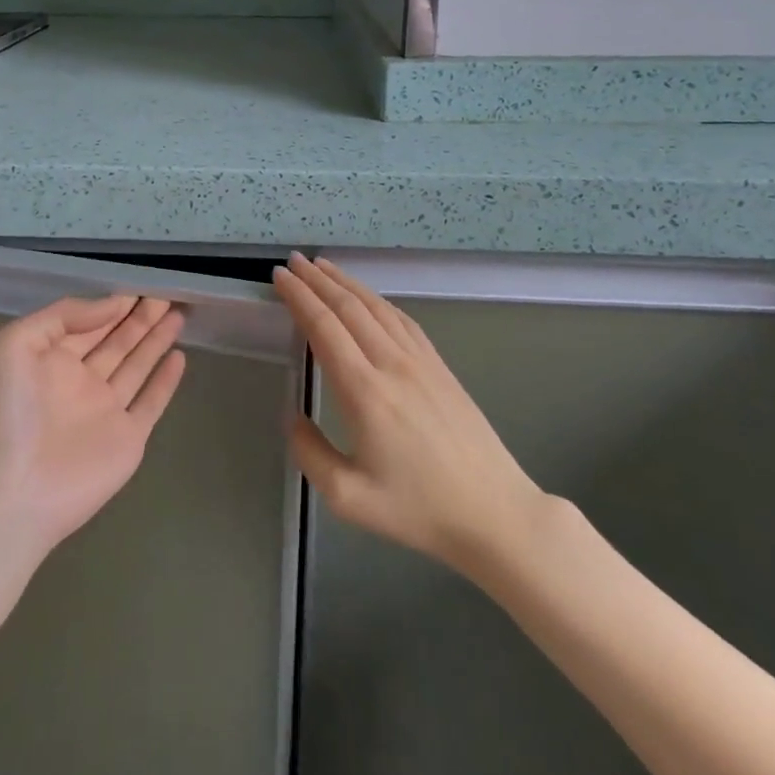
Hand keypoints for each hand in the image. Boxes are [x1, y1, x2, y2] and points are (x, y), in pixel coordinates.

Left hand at [0, 295, 187, 551]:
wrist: (13, 491)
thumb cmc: (7, 412)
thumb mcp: (14, 344)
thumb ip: (64, 316)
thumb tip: (111, 303)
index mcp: (49, 360)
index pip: (87, 324)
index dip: (111, 304)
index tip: (139, 285)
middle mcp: (79, 382)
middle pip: (116, 340)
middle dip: (139, 317)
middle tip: (166, 292)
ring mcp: (105, 411)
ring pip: (137, 365)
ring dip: (156, 339)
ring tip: (178, 311)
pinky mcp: (128, 438)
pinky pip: (151, 402)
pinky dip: (166, 381)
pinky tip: (180, 356)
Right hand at [274, 254, 544, 570]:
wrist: (495, 513)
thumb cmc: (418, 509)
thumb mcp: (349, 497)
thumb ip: (310, 453)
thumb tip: (293, 417)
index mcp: (364, 392)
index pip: (324, 327)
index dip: (299, 297)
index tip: (279, 277)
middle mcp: (391, 364)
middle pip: (348, 307)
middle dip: (317, 280)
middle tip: (293, 261)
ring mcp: (420, 362)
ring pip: (377, 307)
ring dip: (346, 283)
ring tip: (322, 266)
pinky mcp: (440, 367)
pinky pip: (403, 320)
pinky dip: (378, 300)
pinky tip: (368, 298)